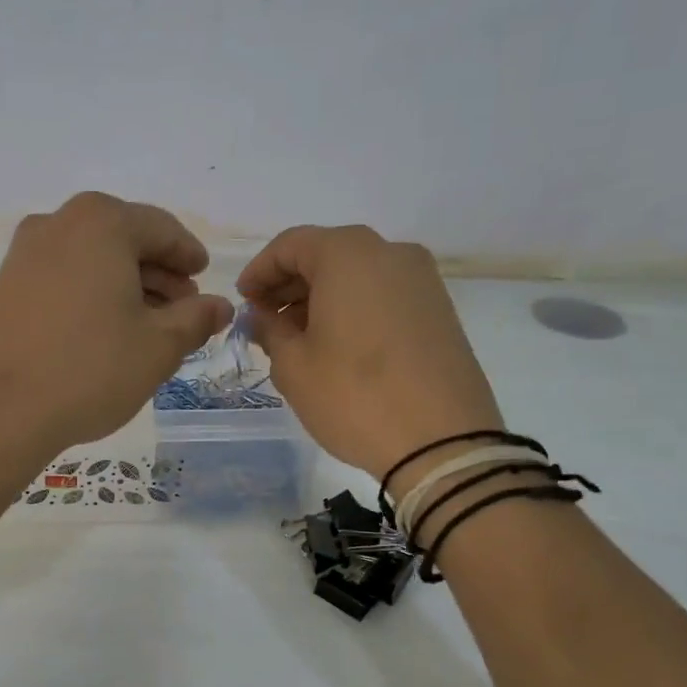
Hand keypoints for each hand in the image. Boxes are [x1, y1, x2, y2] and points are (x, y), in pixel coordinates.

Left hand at [0, 193, 233, 462]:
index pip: (162, 229)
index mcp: (101, 223)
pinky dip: (89, 294)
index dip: (188, 255)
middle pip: (123, 239)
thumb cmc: (90, 370)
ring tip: (146, 325)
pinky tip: (101, 331)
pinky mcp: (3, 286)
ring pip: (90, 259)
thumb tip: (220, 306)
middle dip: (157, 273)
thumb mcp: (159, 347)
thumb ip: (196, 319)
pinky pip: (61, 278)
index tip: (203, 277)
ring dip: (123, 285)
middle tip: (181, 309)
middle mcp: (58, 223)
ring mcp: (23, 254)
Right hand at [237, 225, 503, 483]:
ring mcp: (422, 280)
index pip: (291, 245)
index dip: (260, 271)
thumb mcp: (294, 366)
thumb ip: (270, 330)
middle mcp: (390, 253)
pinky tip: (336, 346)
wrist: (443, 442)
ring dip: (321, 297)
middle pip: (327, 254)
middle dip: (290, 284)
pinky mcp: (439, 310)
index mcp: (349, 255)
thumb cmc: (354, 396)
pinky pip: (383, 294)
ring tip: (297, 338)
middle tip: (265, 321)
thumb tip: (263, 316)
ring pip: (357, 275)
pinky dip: (353, 308)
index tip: (243, 302)